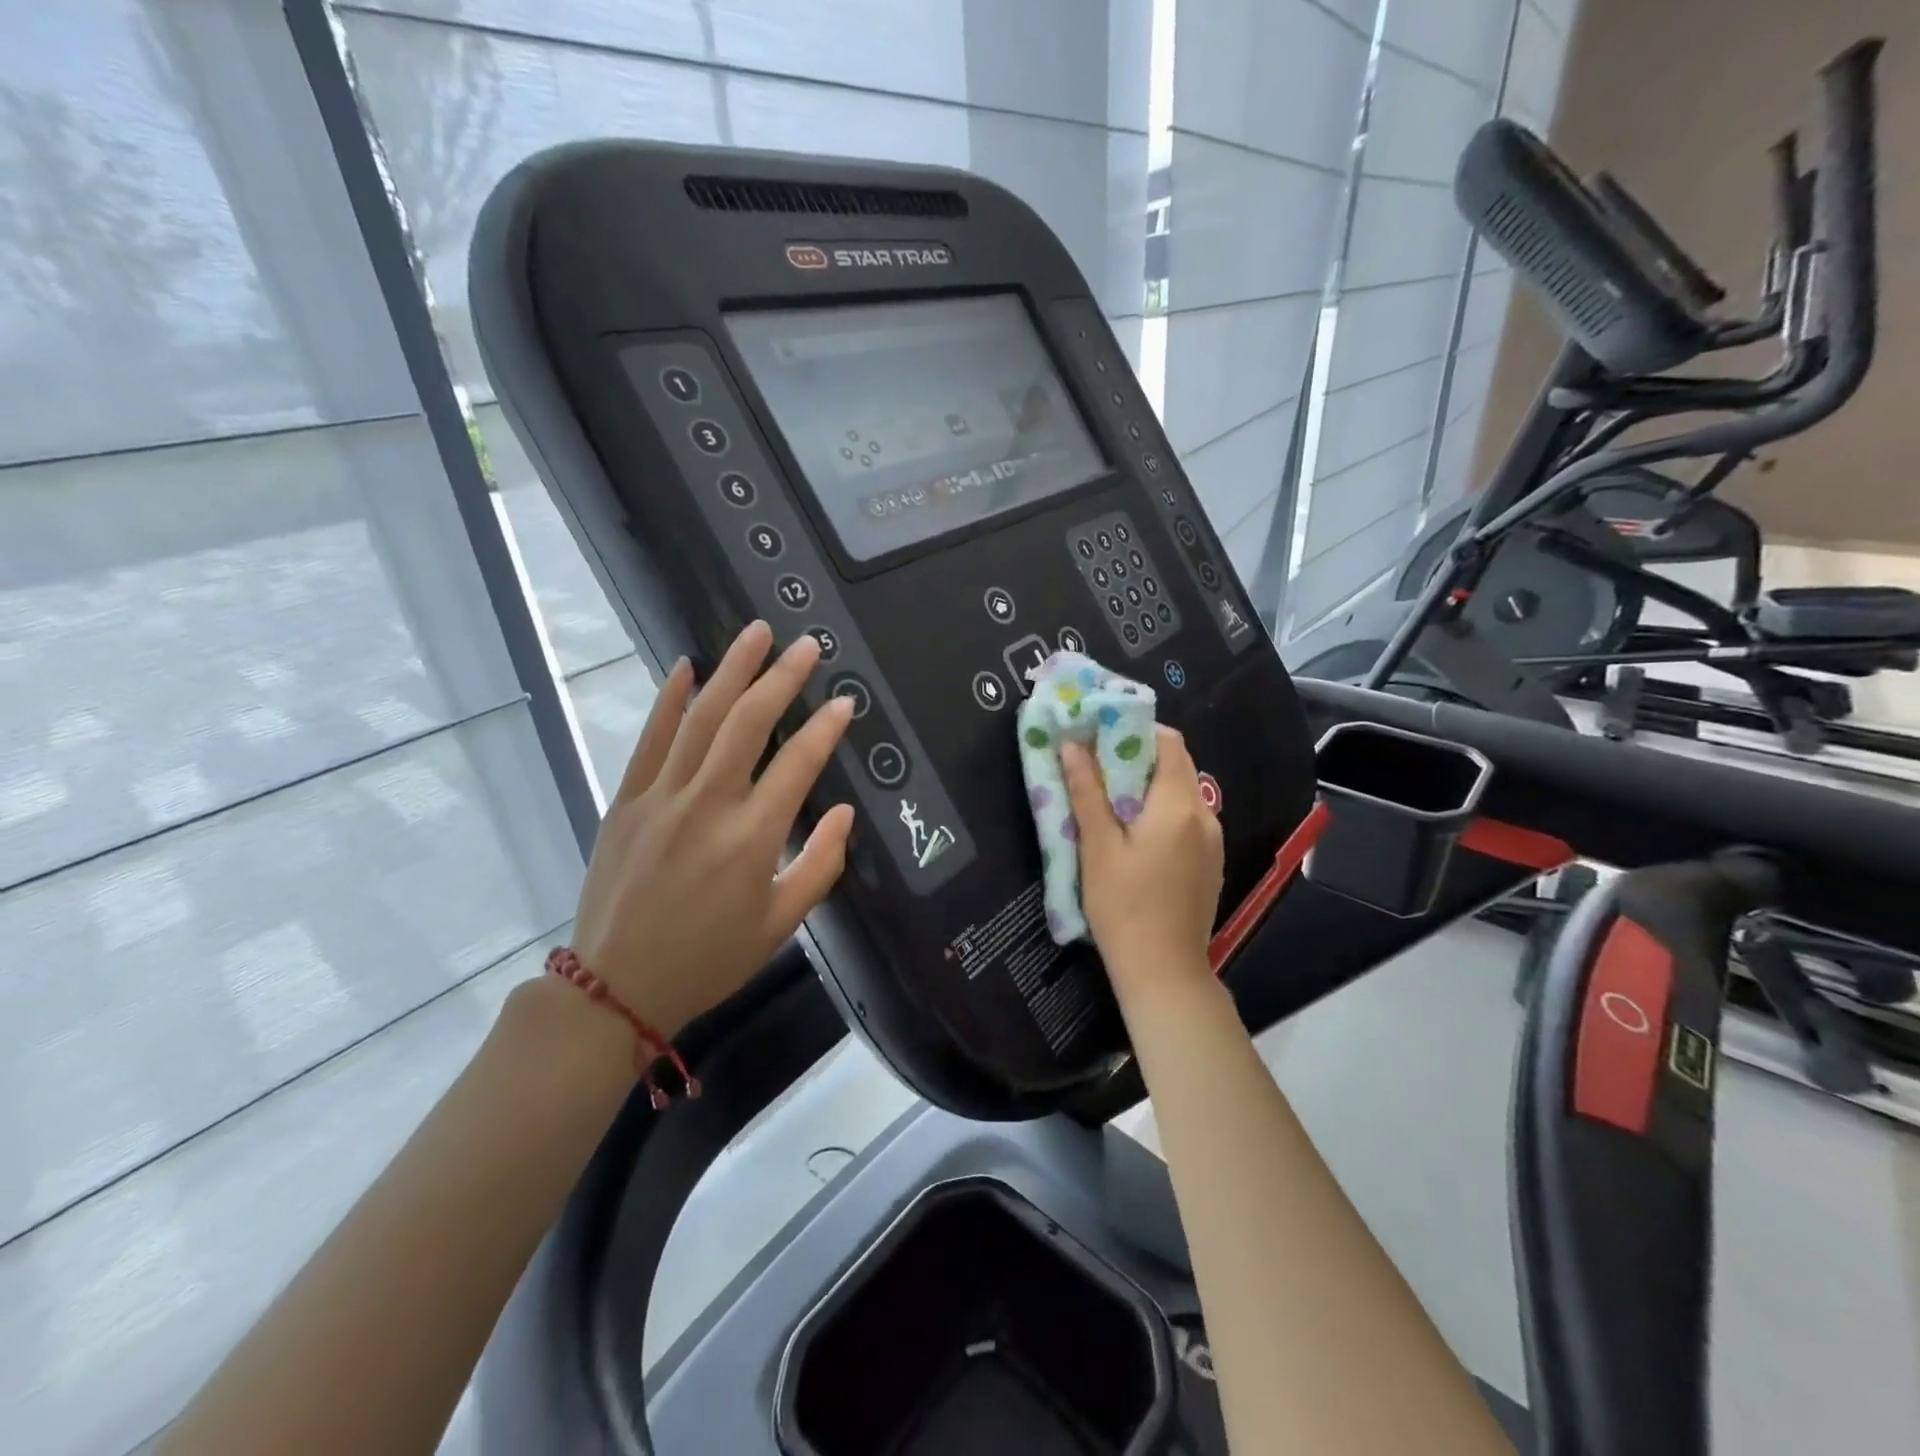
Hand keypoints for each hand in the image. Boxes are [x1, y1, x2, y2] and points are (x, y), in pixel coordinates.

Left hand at [570, 622, 856, 1038]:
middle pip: (748, 723)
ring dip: (732, 670)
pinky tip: (686, 665)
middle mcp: (708, 805)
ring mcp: (661, 797)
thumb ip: (820, 865)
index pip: (799, 764)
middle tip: (806, 645)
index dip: (826, 728)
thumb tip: (845, 812)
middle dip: (782, 678)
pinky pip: (649, 739)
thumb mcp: (780, 925)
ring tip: (756, 634)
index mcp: (752, 838)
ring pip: (701, 718)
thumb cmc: (709, 959)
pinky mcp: (626, 800)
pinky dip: (669, 700)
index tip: (845, 701)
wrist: (615, 987)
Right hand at [1061, 726, 1222, 1001]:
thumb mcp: (1097, 846)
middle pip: (1177, 765)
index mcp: (1178, 804)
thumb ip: (1086, 791)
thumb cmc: (1123, 906)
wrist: (1164, 971)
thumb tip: (1071, 744)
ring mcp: (1213, 840)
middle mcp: (1205, 815)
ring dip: (1149, 785)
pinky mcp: (1210, 862)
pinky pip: (1187, 819)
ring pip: (1182, 793)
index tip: (1101, 734)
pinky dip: (1162, 810)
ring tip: (1110, 798)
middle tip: (1097, 764)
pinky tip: (1135, 833)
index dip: (1136, 730)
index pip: (1169, 742)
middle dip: (1139, 756)